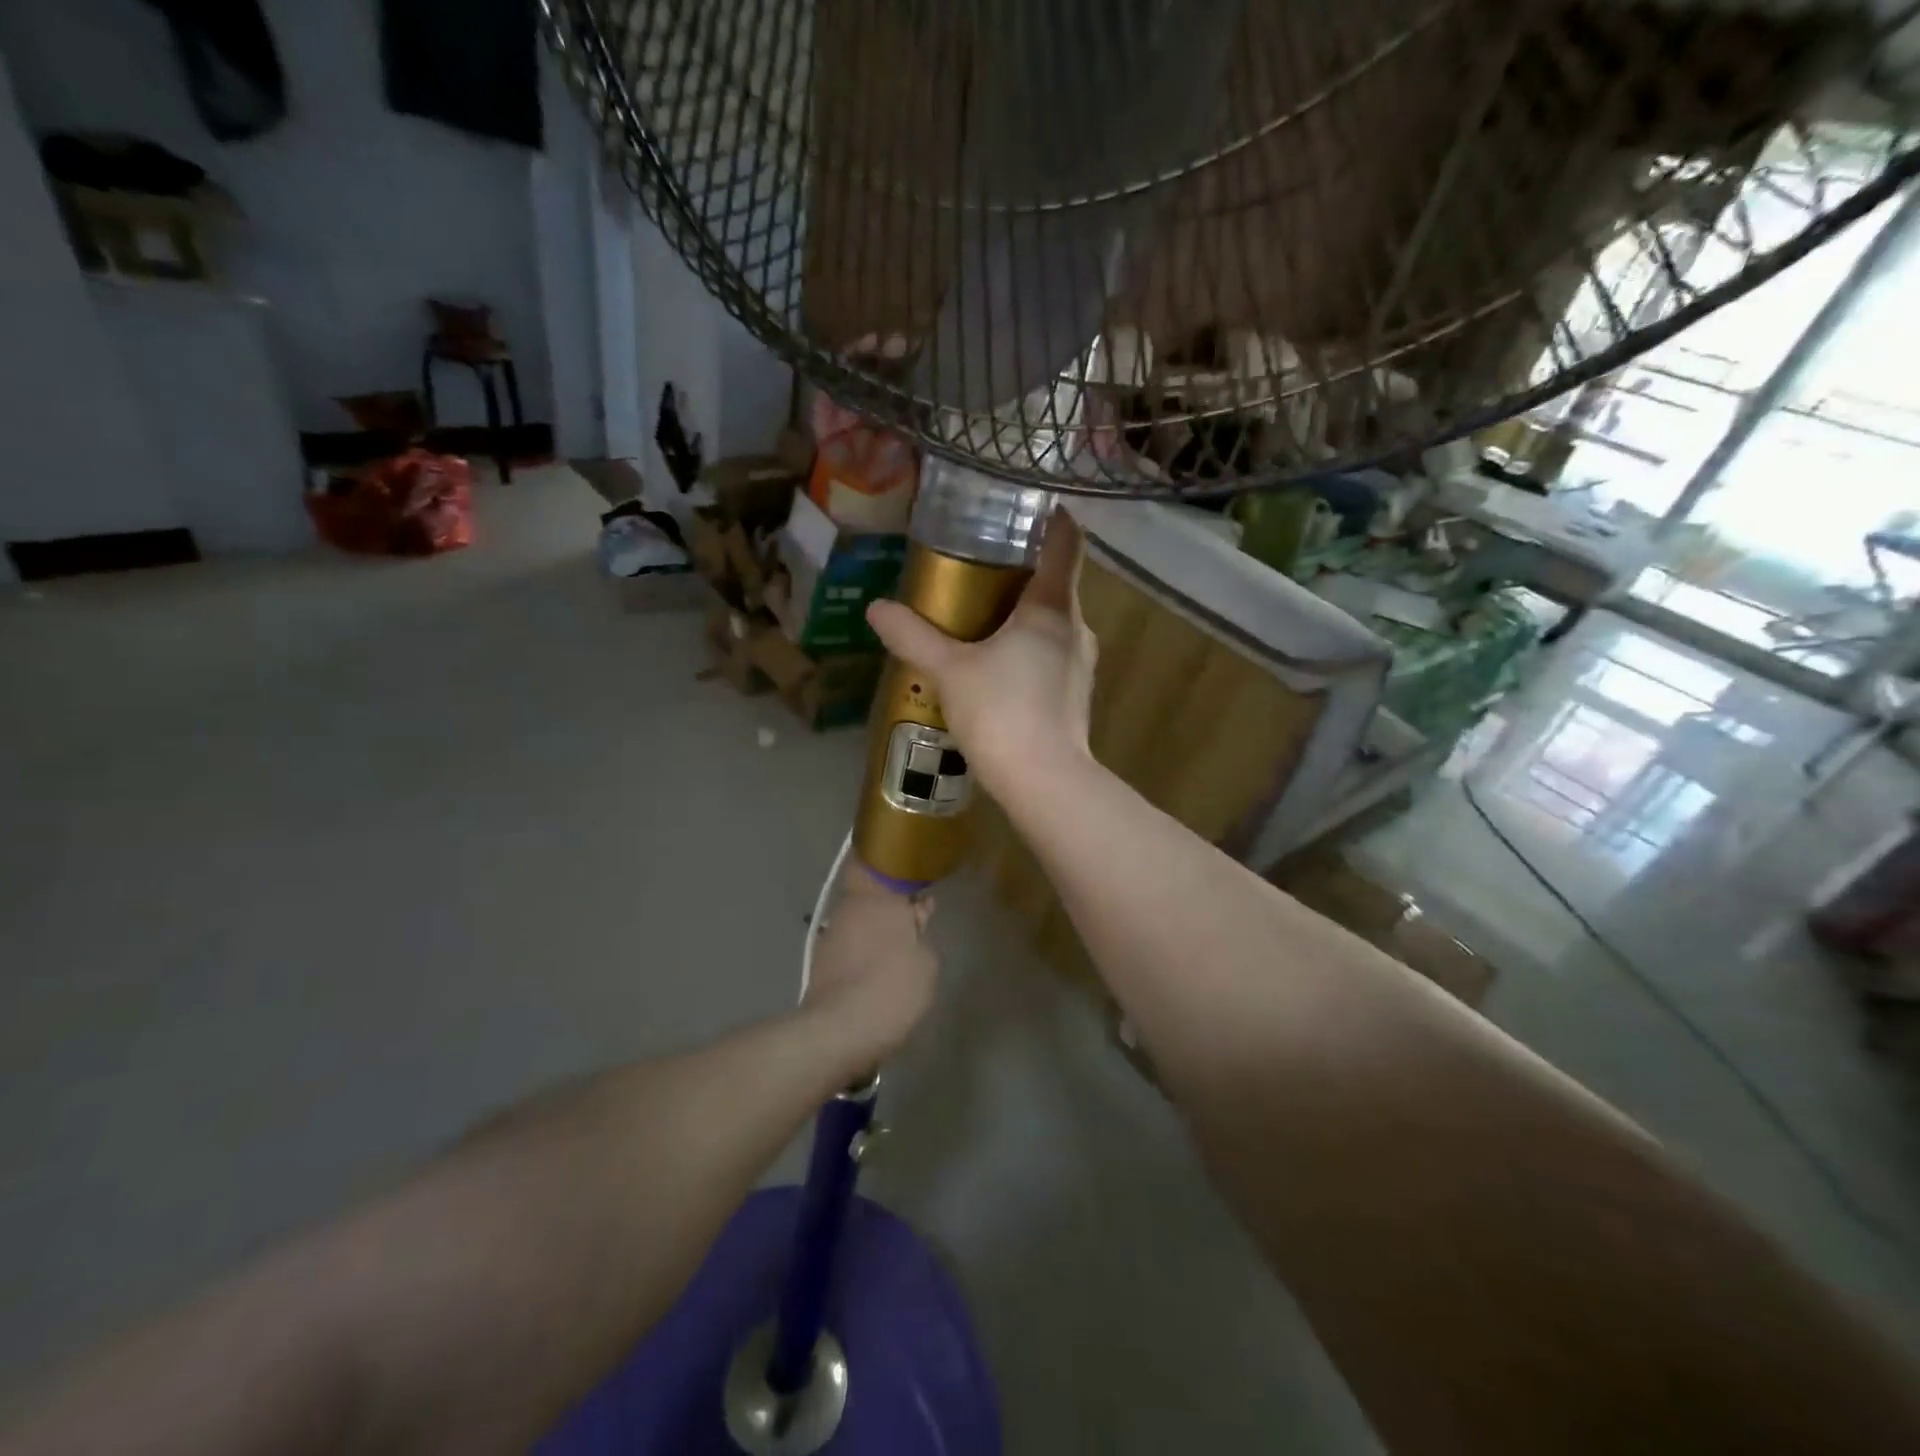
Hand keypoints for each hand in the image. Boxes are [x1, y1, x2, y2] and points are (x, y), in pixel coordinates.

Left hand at [802, 864, 937, 1060]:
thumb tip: (914, 919)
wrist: (838, 1032)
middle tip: (914, 918)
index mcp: (876, 898)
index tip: (908, 875)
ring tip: (900, 950)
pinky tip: (879, 971)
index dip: (888, 865)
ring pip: (858, 919)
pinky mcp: (821, 962)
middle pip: (867, 893)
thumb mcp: (926, 963)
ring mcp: (831, 935)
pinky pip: (849, 945)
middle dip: (888, 902)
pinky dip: (863, 951)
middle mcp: (849, 908)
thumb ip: (921, 933)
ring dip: (876, 928)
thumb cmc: (891, 988)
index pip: (871, 863)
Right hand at [865, 510, 1096, 800]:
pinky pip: (1051, 654)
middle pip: (1056, 583)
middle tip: (980, 563)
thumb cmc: (1002, 713)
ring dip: (1023, 613)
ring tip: (982, 615)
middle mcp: (1077, 628)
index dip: (1052, 517)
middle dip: (1023, 570)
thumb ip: (914, 636)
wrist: (1045, 783)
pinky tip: (996, 665)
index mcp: (1053, 607)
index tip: (1027, 504)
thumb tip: (876, 608)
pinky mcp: (1075, 695)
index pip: (1066, 542)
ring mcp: (1080, 664)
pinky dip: (1028, 647)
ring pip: (1054, 622)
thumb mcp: (950, 671)